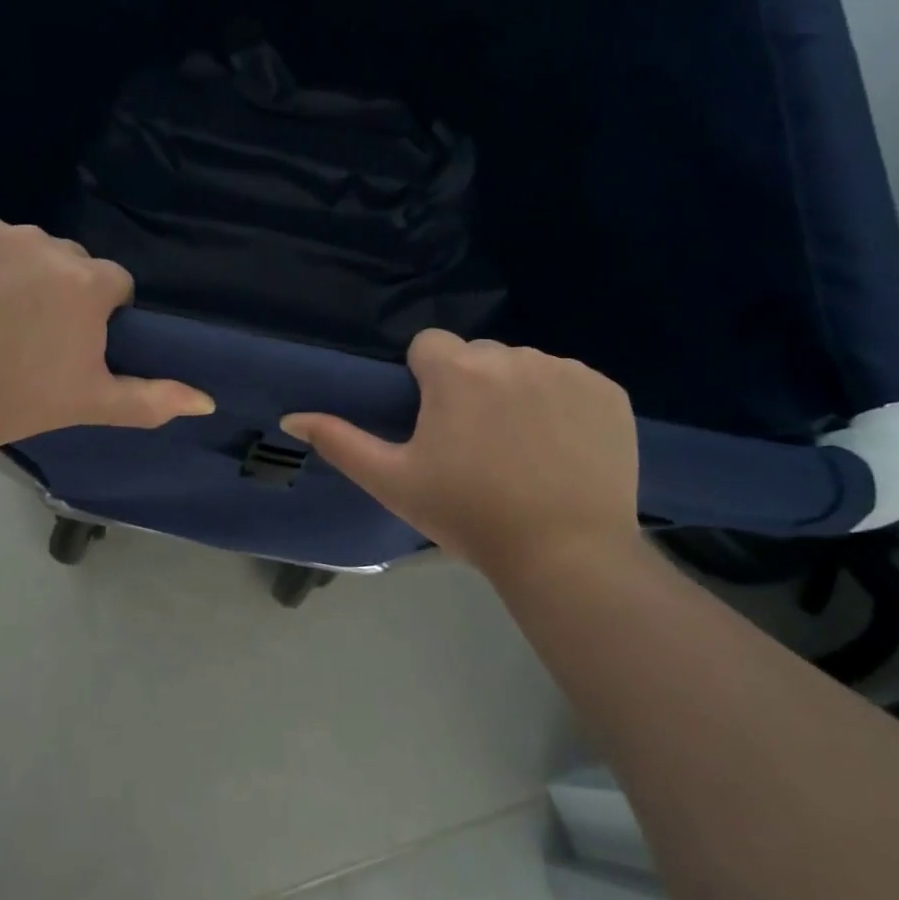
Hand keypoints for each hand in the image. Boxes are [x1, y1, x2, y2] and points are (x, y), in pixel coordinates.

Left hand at [0, 216, 213, 449]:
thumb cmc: (11, 402)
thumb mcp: (88, 404)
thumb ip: (152, 399)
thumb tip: (207, 401)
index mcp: (84, 282)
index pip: (110, 284)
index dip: (96, 315)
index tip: (67, 344)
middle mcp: (40, 243)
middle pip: (63, 260)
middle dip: (54, 289)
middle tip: (22, 334)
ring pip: (13, 245)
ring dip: (7, 270)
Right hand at [281, 330, 640, 577]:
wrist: (565, 553)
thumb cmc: (468, 515)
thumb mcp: (393, 481)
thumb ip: (339, 442)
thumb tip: (291, 417)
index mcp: (457, 371)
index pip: (429, 346)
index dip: (427, 381)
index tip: (438, 424)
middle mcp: (511, 355)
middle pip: (478, 356)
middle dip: (472, 386)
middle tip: (478, 445)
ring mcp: (565, 370)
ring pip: (525, 367)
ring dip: (517, 394)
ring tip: (523, 451)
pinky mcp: (607, 391)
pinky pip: (571, 382)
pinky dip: (563, 405)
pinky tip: (562, 449)